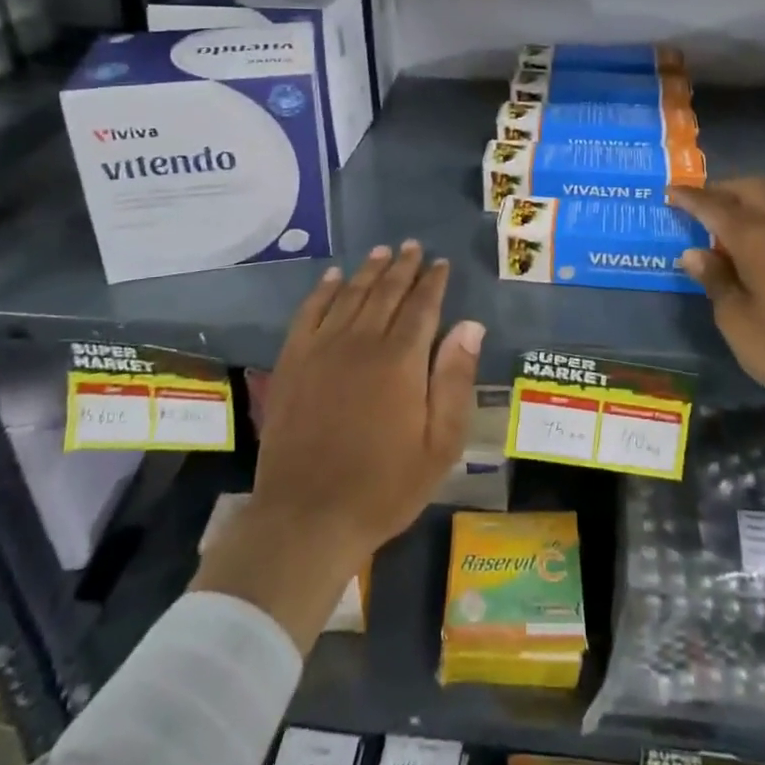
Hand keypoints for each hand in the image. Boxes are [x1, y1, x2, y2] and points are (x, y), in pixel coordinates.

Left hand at [254, 242, 483, 560]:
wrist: (308, 517)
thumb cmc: (384, 485)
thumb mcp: (440, 444)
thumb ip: (455, 379)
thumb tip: (471, 325)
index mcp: (401, 360)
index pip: (422, 306)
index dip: (433, 281)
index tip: (441, 263)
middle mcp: (361, 341)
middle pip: (386, 292)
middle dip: (403, 267)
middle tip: (413, 246)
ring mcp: (322, 349)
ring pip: (349, 295)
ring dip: (368, 270)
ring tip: (382, 251)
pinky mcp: (293, 362)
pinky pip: (309, 313)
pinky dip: (322, 291)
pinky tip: (332, 278)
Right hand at [667, 178, 764, 417]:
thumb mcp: (737, 321)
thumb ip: (715, 281)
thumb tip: (693, 252)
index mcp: (756, 238)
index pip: (715, 206)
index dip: (690, 197)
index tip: (669, 191)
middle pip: (752, 188)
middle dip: (722, 189)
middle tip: (697, 205)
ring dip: (744, 204)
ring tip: (719, 228)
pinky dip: (762, 223)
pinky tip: (751, 253)